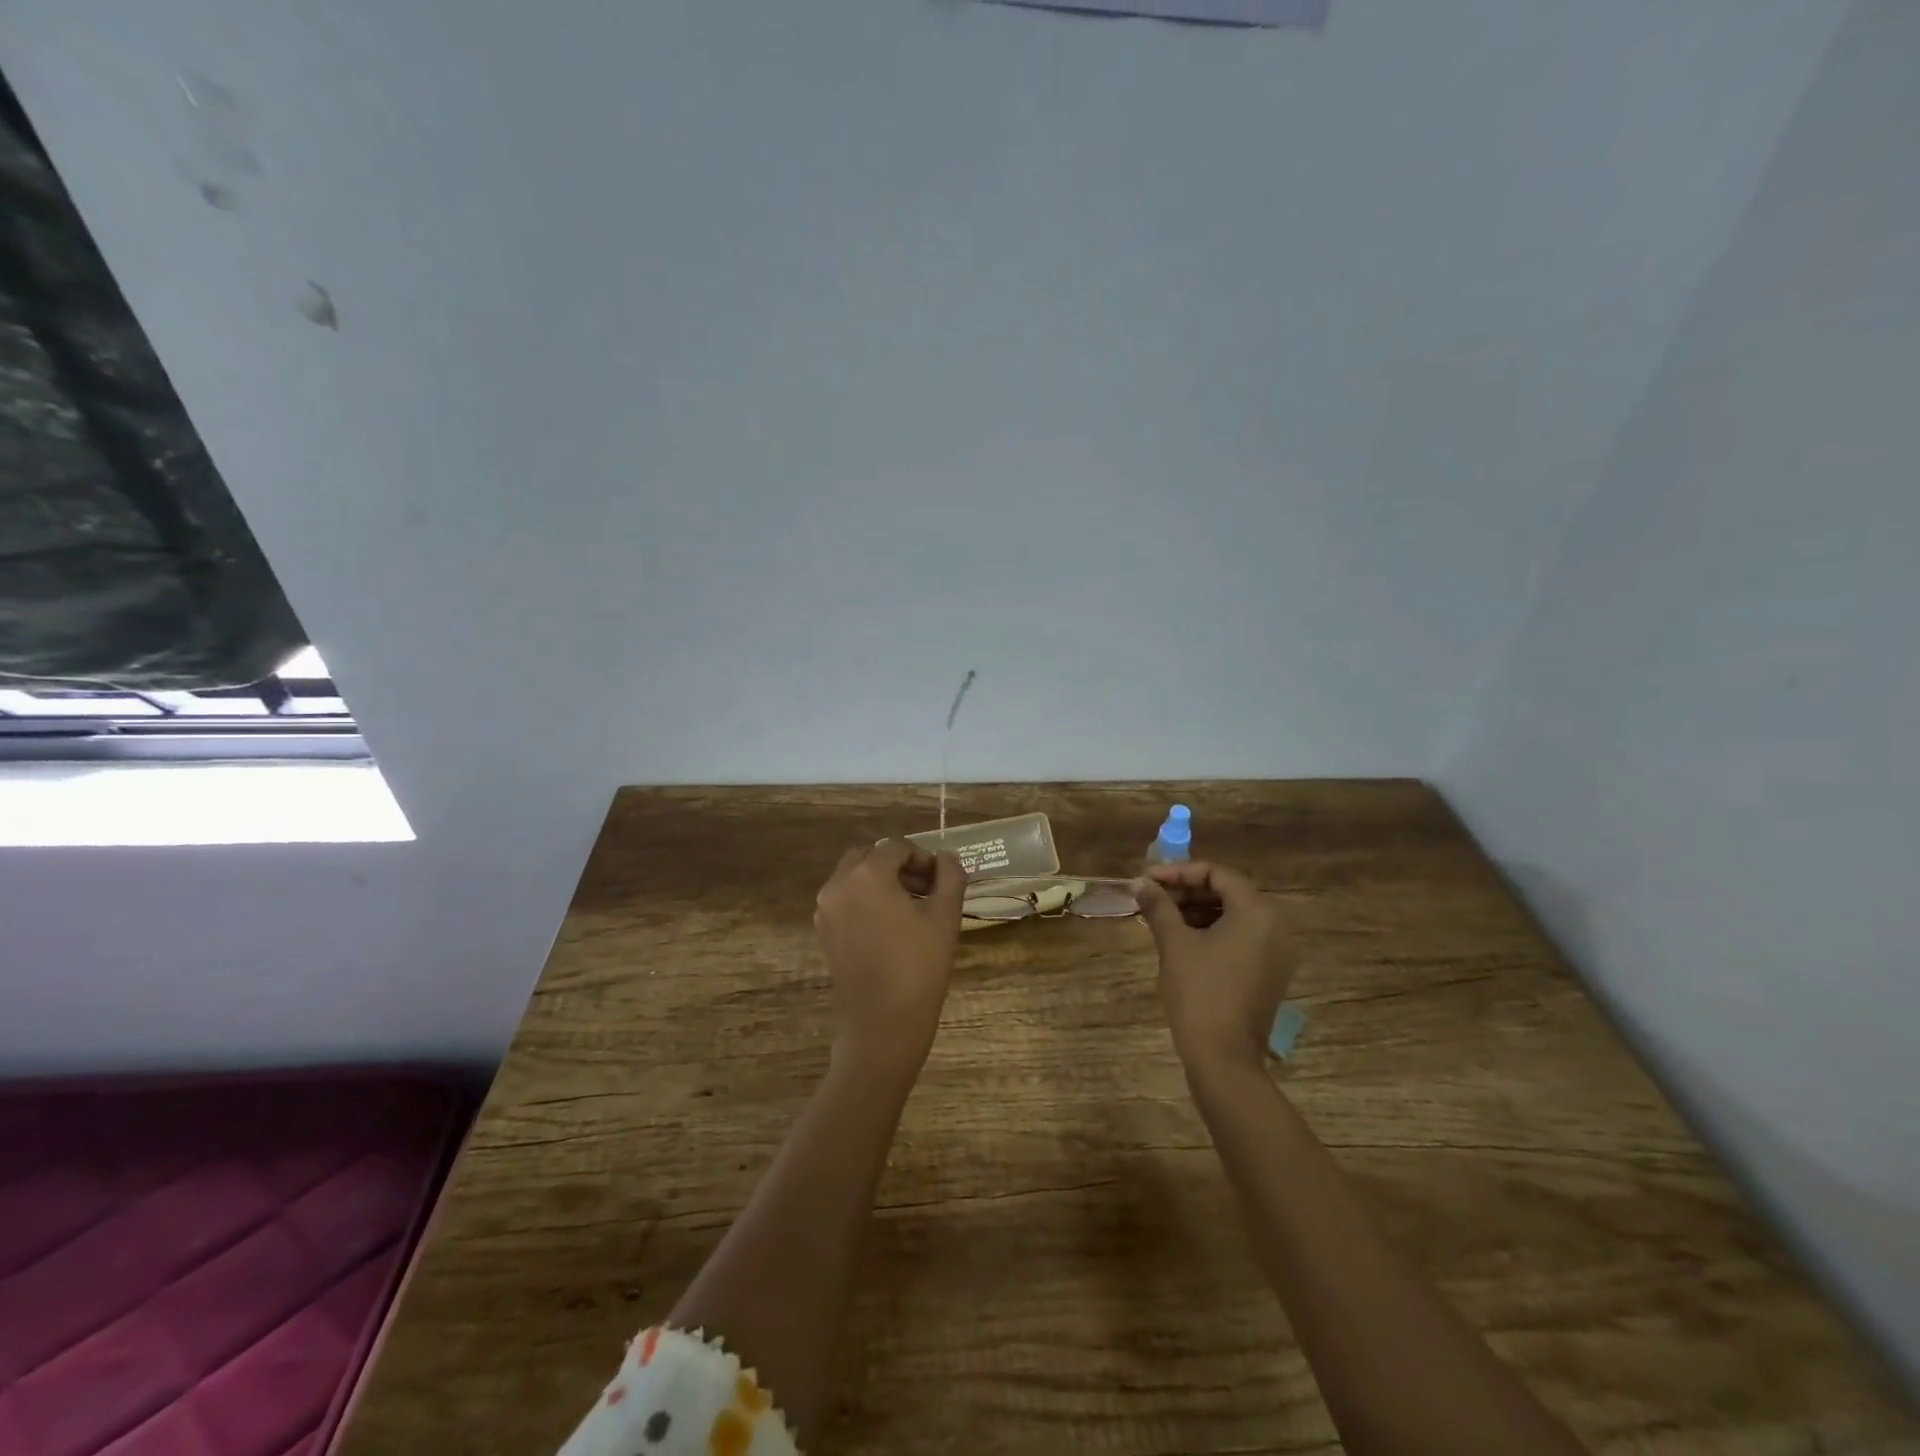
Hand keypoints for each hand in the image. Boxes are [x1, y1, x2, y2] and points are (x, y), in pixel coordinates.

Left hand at [814, 840, 965, 1081]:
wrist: (882, 1026)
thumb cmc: (919, 966)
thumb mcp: (945, 916)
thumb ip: (949, 877)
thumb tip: (947, 858)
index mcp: (867, 874)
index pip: (897, 847)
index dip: (923, 858)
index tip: (942, 880)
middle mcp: (838, 884)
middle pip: (869, 857)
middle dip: (898, 866)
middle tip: (926, 889)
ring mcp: (826, 910)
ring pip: (854, 878)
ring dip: (881, 882)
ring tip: (912, 909)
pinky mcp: (824, 933)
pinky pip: (845, 901)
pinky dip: (866, 901)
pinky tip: (891, 927)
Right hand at [1134, 861, 1296, 1074]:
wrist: (1223, 1057)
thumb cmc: (1199, 992)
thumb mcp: (1174, 943)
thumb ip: (1158, 906)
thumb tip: (1140, 883)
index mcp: (1257, 912)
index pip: (1217, 873)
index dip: (1178, 872)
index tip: (1147, 880)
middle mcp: (1274, 926)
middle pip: (1227, 892)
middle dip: (1186, 891)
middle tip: (1151, 897)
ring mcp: (1275, 952)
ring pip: (1232, 915)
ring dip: (1195, 911)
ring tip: (1159, 916)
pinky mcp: (1268, 973)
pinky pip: (1239, 937)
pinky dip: (1210, 931)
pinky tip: (1179, 938)